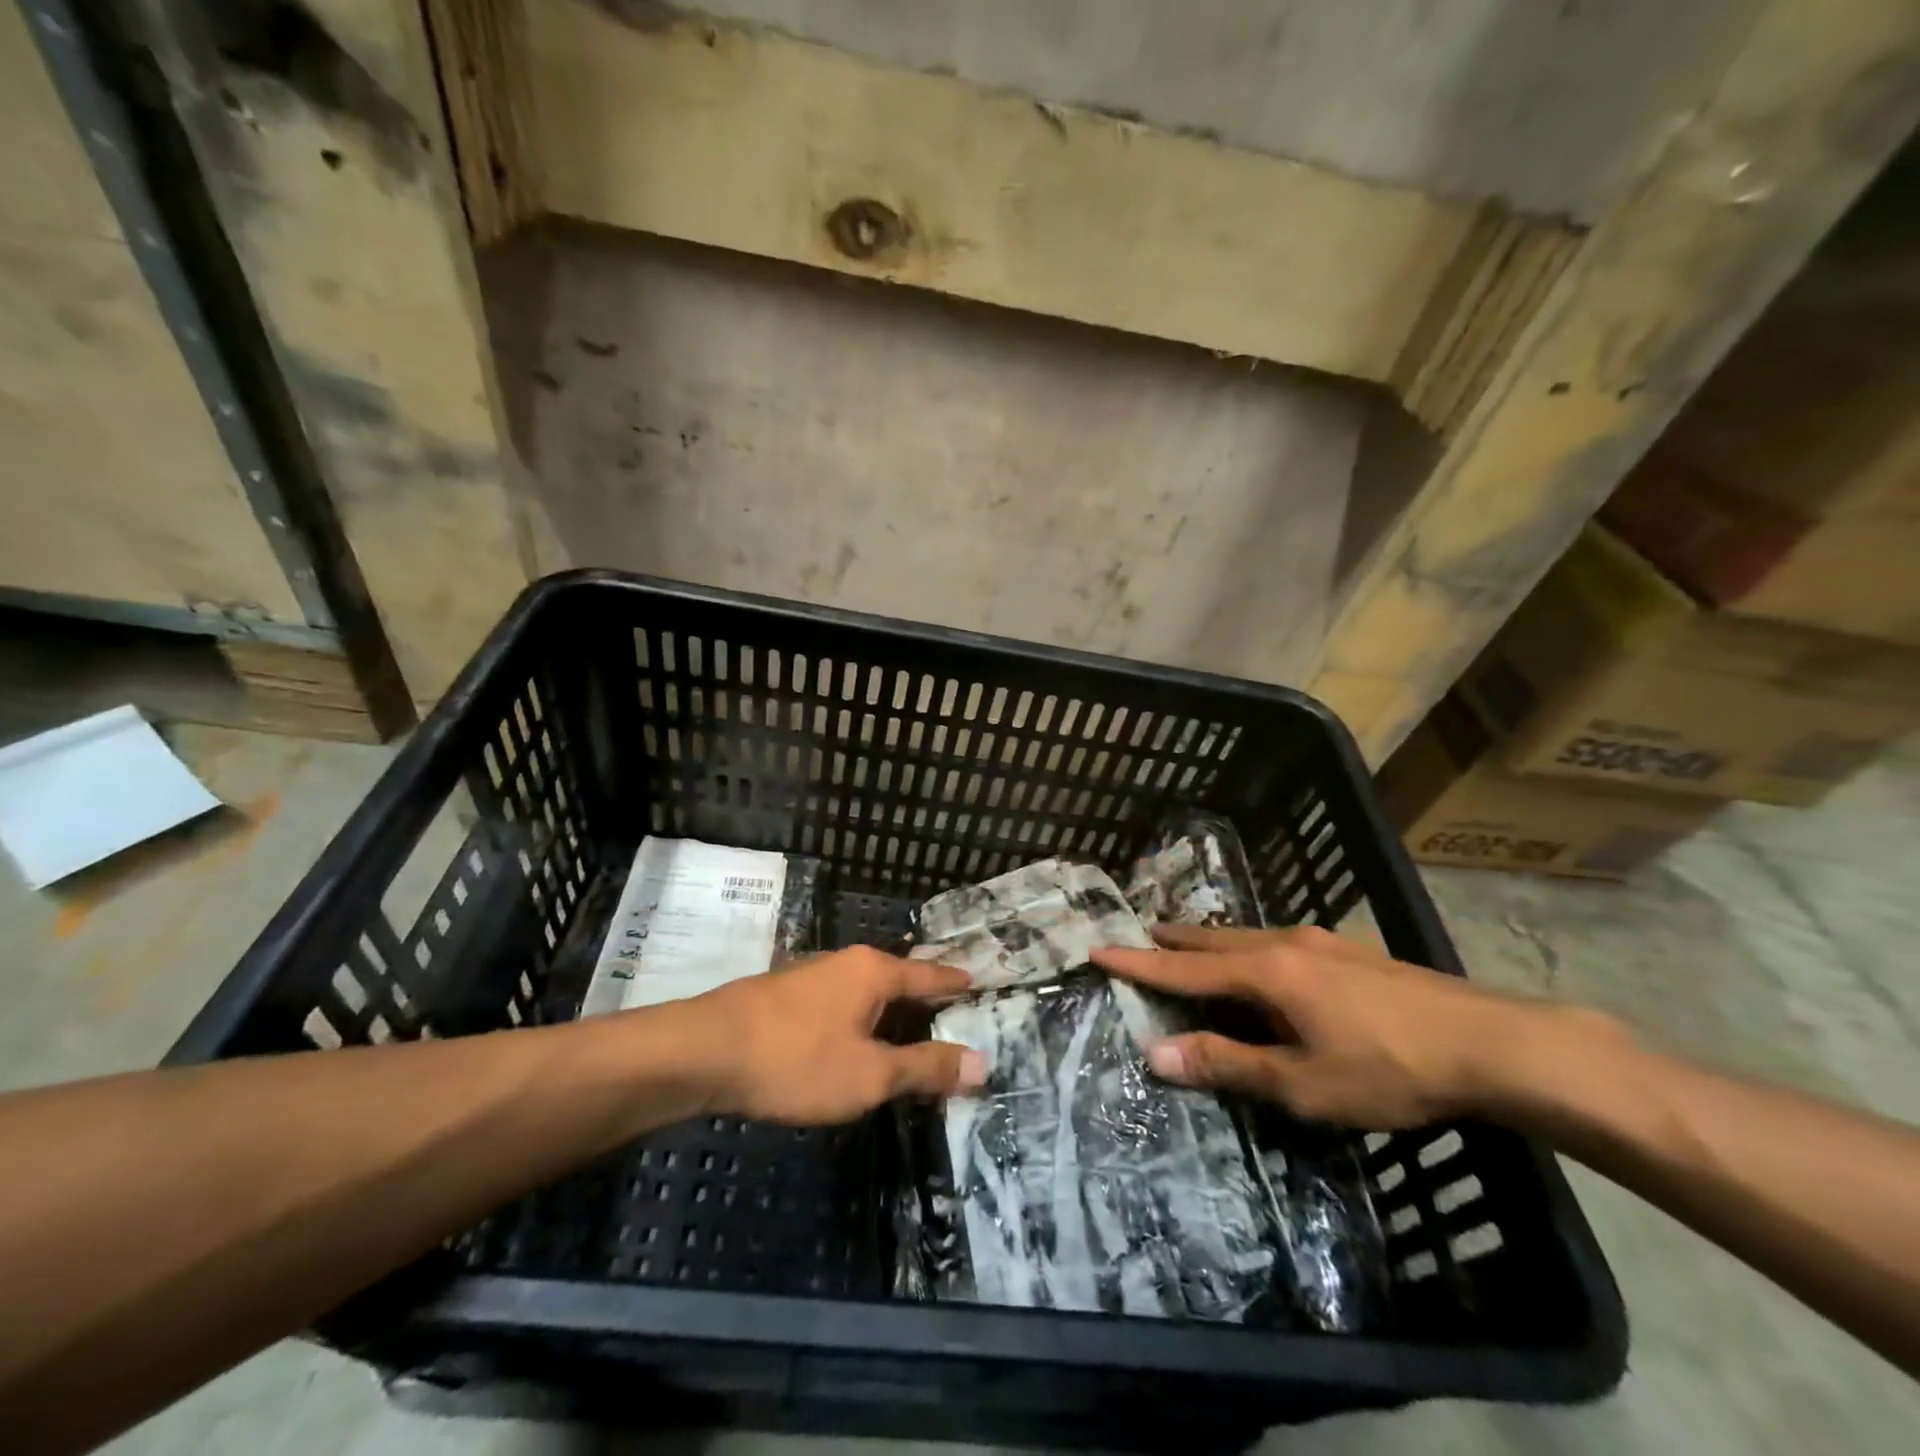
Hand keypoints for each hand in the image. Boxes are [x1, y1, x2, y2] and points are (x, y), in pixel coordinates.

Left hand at [687, 947, 985, 1124]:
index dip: (955, 983)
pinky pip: (840, 1004)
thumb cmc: (797, 1059)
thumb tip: (982, 1063)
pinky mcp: (785, 996)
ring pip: (865, 992)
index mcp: (874, 971)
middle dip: (923, 998)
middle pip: (898, 979)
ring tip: (907, 1031)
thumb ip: (925, 1068)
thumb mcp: (870, 1075)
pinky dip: (859, 1020)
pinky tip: (853, 1040)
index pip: (929, 975)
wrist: (704, 1051)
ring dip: (888, 1012)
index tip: (978, 983)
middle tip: (951, 1015)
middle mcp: (845, 963)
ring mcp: (811, 977)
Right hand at [1093, 924, 1621, 1127]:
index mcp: (1266, 973)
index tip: (1098, 948)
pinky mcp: (1348, 951)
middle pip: (1212, 940)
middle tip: (1138, 938)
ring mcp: (1320, 941)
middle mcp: (1285, 944)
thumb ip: (1228, 1064)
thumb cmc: (1390, 1068)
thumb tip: (1155, 1053)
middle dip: (1172, 942)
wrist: (1493, 1043)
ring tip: (1188, 947)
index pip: (1184, 968)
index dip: (1138, 962)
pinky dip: (1245, 949)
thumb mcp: (1303, 1083)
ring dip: (1210, 944)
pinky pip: (1275, 942)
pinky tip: (1260, 962)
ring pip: (1246, 937)